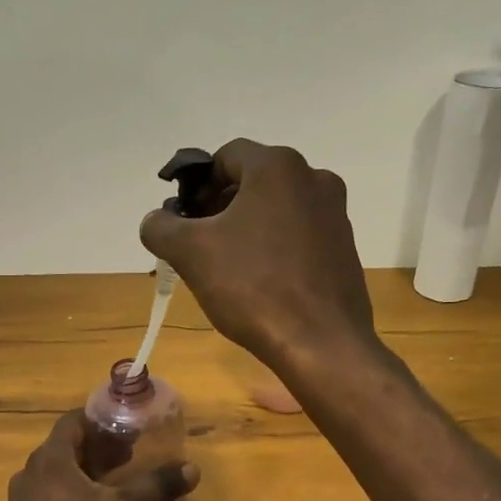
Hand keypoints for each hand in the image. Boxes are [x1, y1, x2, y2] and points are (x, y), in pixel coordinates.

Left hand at [0, 411, 199, 500]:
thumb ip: (156, 486)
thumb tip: (192, 468)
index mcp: (49, 461)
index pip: (73, 421)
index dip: (102, 420)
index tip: (130, 426)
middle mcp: (30, 475)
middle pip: (67, 447)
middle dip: (101, 447)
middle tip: (133, 453)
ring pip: (61, 475)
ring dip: (90, 472)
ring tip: (123, 481)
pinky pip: (54, 498)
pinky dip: (78, 495)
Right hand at [140, 140, 375, 373]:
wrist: (321, 343)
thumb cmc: (253, 286)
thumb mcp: (191, 253)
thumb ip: (161, 227)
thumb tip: (155, 220)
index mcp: (278, 167)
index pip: (226, 157)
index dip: (197, 184)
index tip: (183, 218)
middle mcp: (314, 179)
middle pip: (253, 181)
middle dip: (220, 206)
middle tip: (197, 242)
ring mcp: (335, 214)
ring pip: (277, 209)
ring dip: (246, 227)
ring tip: (225, 265)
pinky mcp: (345, 248)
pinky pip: (299, 234)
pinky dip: (275, 246)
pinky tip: (259, 281)